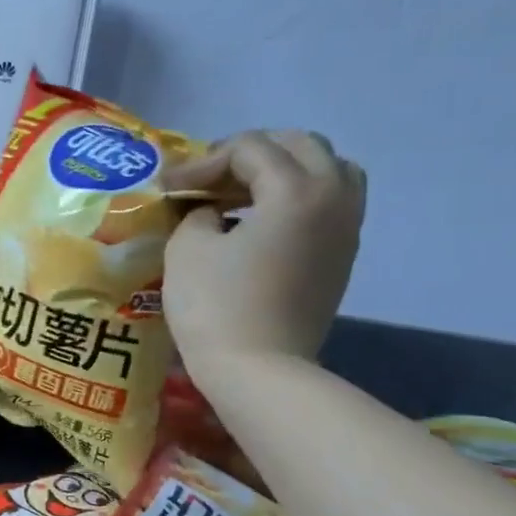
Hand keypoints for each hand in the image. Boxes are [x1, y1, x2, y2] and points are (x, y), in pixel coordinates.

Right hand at [162, 131, 365, 367]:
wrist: (258, 370)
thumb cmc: (216, 305)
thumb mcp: (188, 246)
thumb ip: (198, 212)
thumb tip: (214, 211)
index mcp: (295, 190)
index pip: (249, 149)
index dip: (203, 161)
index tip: (169, 186)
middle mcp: (333, 198)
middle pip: (299, 145)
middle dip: (250, 153)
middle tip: (210, 177)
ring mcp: (346, 228)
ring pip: (328, 169)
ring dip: (283, 170)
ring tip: (243, 192)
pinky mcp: (342, 255)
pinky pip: (330, 201)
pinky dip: (297, 196)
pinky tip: (260, 221)